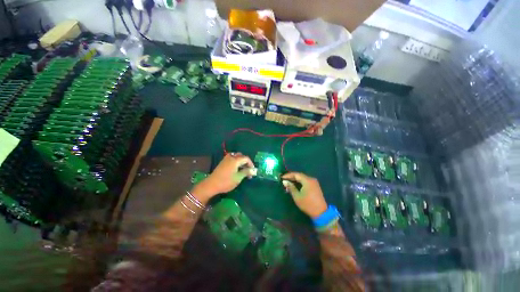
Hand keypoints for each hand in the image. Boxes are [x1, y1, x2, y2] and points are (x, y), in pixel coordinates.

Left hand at [192, 153, 254, 200]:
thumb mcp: (238, 178)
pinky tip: (236, 169)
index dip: (251, 164)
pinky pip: (231, 158)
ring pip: (236, 156)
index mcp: (235, 160)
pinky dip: (236, 162)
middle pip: (241, 156)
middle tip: (248, 169)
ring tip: (242, 169)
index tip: (252, 171)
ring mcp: (225, 159)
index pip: (246, 158)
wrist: (211, 185)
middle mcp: (231, 157)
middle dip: (246, 162)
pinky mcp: (222, 162)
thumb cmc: (226, 181)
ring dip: (240, 161)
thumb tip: (254, 170)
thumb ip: (246, 172)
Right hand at [282, 172, 327, 218]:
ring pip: (303, 178)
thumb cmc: (307, 204)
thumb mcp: (297, 196)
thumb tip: (284, 181)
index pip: (296, 174)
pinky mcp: (315, 186)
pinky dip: (300, 182)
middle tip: (284, 180)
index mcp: (307, 180)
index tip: (282, 177)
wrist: (321, 212)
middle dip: (291, 177)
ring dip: (295, 180)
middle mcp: (311, 179)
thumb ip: (291, 187)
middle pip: (300, 175)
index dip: (288, 175)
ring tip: (288, 183)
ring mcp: (314, 183)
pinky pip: (306, 181)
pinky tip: (295, 185)